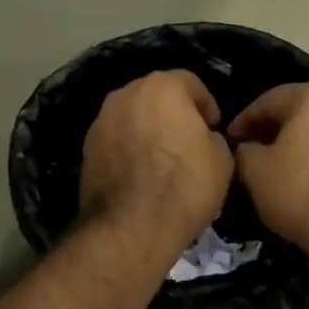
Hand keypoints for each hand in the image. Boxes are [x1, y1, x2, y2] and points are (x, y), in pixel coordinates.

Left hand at [79, 70, 233, 248]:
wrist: (131, 226)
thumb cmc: (185, 184)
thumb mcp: (222, 159)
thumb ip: (212, 137)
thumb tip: (202, 138)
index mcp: (163, 87)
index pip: (191, 83)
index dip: (207, 105)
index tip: (213, 127)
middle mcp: (126, 94)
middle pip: (156, 96)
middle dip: (173, 113)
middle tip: (188, 140)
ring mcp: (101, 121)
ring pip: (132, 117)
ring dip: (147, 130)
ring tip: (162, 159)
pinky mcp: (86, 149)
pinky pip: (116, 140)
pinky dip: (128, 149)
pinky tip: (140, 174)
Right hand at [228, 83, 308, 256]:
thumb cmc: (302, 194)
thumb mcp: (256, 173)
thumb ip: (244, 151)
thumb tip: (248, 148)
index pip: (269, 101)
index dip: (244, 121)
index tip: (230, 140)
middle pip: (302, 112)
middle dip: (276, 130)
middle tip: (254, 152)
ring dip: (303, 144)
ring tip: (285, 168)